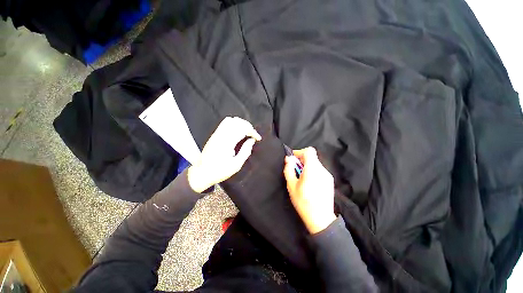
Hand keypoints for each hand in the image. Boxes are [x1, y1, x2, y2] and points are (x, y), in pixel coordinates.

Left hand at [188, 117, 261, 192]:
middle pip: (237, 122)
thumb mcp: (236, 165)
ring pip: (230, 120)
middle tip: (253, 134)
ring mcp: (216, 134)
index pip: (243, 129)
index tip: (258, 138)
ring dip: (240, 123)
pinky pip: (224, 123)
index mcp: (227, 142)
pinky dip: (233, 124)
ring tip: (246, 131)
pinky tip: (236, 131)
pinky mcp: (214, 135)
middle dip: (248, 126)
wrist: (202, 173)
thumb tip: (251, 141)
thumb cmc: (220, 171)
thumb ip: (245, 151)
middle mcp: (221, 135)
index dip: (253, 132)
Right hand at [283, 147, 335, 233]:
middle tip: (295, 169)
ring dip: (307, 166)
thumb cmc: (303, 202)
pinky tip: (309, 182)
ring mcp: (327, 175)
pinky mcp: (330, 180)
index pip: (309, 151)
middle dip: (301, 160)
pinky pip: (319, 170)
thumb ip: (289, 170)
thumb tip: (288, 159)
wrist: (321, 219)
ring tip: (301, 177)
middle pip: (312, 157)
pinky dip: (312, 171)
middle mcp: (322, 170)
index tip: (293, 159)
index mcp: (312, 169)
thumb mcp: (291, 186)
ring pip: (315, 163)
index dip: (300, 152)